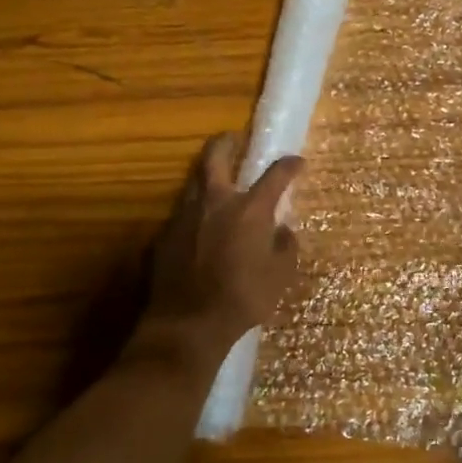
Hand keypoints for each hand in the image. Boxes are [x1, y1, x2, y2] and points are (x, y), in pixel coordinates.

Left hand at [137, 134, 303, 376]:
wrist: (187, 324)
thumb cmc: (243, 298)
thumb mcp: (279, 276)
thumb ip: (285, 247)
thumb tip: (283, 230)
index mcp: (249, 209)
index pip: (274, 175)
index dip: (289, 165)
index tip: (297, 162)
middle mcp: (215, 202)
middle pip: (216, 156)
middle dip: (227, 142)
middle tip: (234, 138)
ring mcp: (184, 215)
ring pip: (194, 181)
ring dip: (207, 175)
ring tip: (217, 181)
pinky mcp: (164, 235)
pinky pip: (182, 212)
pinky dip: (195, 209)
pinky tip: (200, 224)